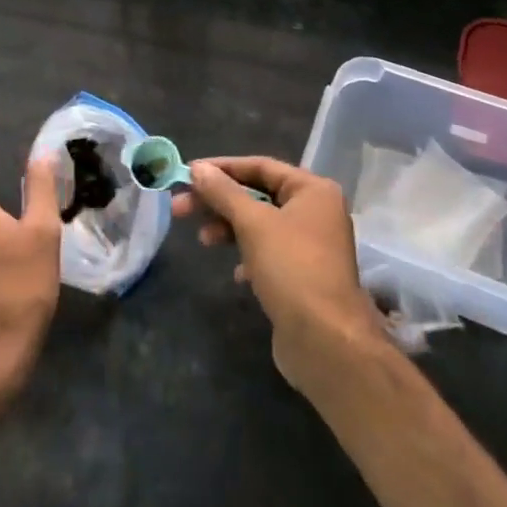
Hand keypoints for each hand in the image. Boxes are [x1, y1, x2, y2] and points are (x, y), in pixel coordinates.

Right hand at [172, 156, 389, 392]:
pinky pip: (269, 253)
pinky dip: (248, 256)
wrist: (326, 341)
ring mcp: (312, 246)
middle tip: (180, 208)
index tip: (188, 173)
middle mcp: (316, 211)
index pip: (261, 166)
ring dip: (230, 228)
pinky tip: (237, 274)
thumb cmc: (292, 268)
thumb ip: (224, 193)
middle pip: (258, 195)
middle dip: (219, 201)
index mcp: (313, 190)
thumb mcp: (253, 224)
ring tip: (203, 241)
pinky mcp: (304, 276)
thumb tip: (198, 169)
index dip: (222, 168)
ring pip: (261, 225)